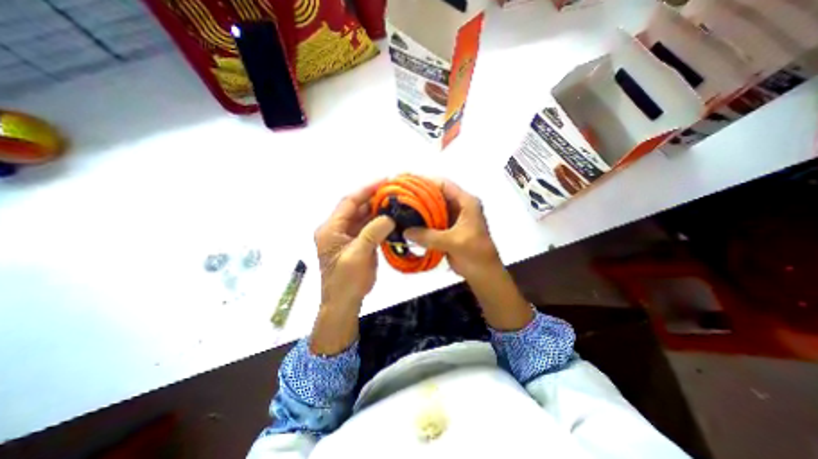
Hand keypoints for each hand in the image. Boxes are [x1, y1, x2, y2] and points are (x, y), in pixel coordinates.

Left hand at [308, 182, 394, 356]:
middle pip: (356, 208)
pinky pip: (368, 228)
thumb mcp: (358, 255)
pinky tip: (392, 219)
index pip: (349, 202)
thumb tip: (389, 217)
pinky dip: (379, 222)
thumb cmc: (346, 281)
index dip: (366, 190)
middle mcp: (337, 229)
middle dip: (374, 198)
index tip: (384, 181)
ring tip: (396, 203)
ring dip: (378, 210)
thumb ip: (372, 233)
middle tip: (394, 192)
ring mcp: (347, 236)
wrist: (344, 302)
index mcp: (331, 229)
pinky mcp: (357, 243)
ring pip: (363, 217)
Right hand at [404, 179, 502, 280]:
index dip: (426, 182)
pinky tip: (408, 222)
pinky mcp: (447, 228)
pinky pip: (432, 221)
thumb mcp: (453, 242)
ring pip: (433, 208)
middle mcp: (459, 206)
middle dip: (419, 195)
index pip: (444, 185)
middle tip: (400, 196)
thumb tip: (405, 231)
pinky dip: (422, 221)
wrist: (483, 273)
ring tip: (400, 208)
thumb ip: (429, 236)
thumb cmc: (475, 254)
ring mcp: (453, 217)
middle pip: (437, 194)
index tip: (407, 183)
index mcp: (466, 202)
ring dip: (419, 209)